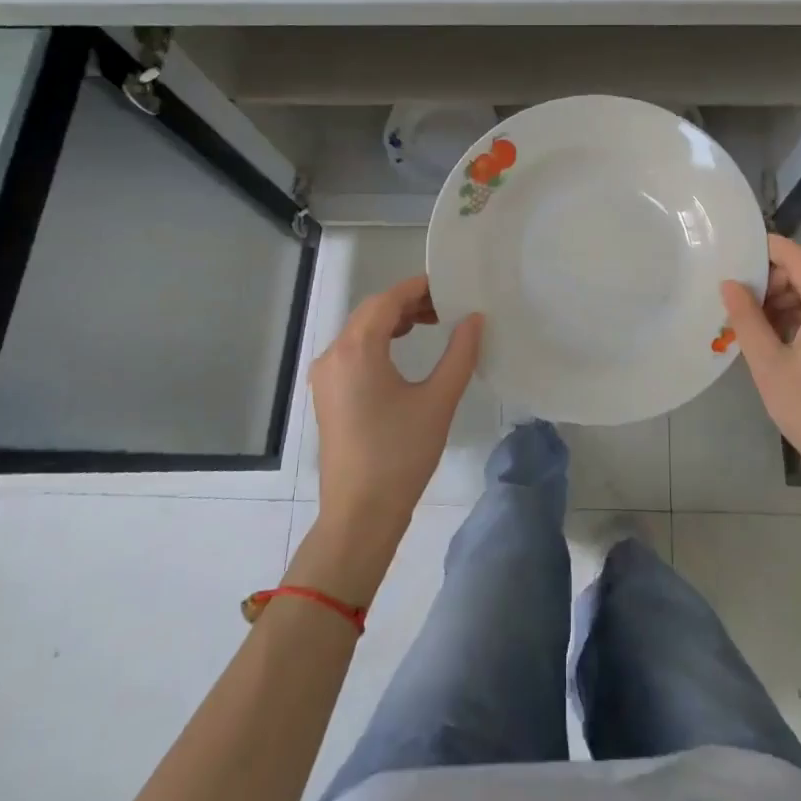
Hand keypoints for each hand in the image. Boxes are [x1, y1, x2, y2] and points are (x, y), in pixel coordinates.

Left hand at [310, 275, 482, 540]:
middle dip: (408, 302)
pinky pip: (353, 351)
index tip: (450, 286)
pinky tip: (403, 350)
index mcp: (357, 350)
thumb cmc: (401, 454)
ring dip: (393, 321)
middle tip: (447, 307)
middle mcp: (333, 355)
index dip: (419, 287)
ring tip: (431, 324)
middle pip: (371, 311)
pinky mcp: (327, 394)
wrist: (360, 514)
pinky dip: (379, 340)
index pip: (388, 300)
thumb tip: (474, 318)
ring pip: (360, 330)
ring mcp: (326, 376)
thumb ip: (460, 353)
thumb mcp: (439, 400)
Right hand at [720, 234, 800, 498]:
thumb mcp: (768, 364)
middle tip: (736, 303)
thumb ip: (746, 318)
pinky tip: (776, 340)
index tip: (732, 254)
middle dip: (771, 281)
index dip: (765, 249)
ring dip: (784, 301)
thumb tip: (729, 282)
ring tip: (752, 326)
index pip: (797, 257)